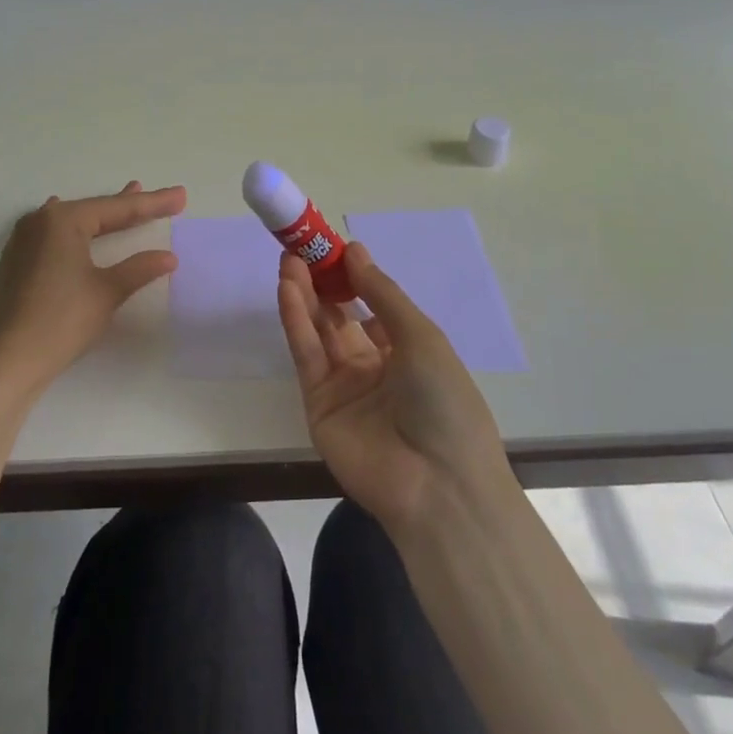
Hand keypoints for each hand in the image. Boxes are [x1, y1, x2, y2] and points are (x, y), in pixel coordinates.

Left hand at [0, 181, 185, 394]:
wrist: (9, 360)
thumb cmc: (62, 320)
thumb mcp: (107, 291)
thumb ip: (139, 268)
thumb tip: (168, 256)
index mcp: (62, 220)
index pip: (117, 209)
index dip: (152, 203)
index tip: (181, 196)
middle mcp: (40, 221)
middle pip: (94, 211)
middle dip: (129, 207)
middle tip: (162, 199)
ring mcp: (24, 240)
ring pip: (74, 222)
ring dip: (102, 217)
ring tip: (127, 201)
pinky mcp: (18, 261)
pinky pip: (57, 235)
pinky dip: (79, 231)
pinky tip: (80, 225)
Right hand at [277, 243, 514, 533]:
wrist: (439, 485)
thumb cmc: (444, 401)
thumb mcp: (421, 337)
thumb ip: (382, 294)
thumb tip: (356, 250)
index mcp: (408, 353)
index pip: (374, 308)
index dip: (354, 278)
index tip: (335, 248)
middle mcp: (374, 368)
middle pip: (340, 317)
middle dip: (323, 283)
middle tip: (302, 249)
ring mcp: (345, 388)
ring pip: (319, 333)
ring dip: (304, 296)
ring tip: (289, 261)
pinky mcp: (318, 406)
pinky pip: (307, 356)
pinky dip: (296, 321)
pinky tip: (288, 290)